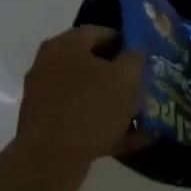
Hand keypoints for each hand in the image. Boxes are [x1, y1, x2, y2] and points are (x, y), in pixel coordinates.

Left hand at [14, 26, 144, 168]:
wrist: (49, 159)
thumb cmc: (90, 107)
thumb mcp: (125, 77)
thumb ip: (136, 58)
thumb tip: (136, 52)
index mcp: (65, 45)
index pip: (99, 32)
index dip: (126, 42)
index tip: (145, 58)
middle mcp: (49, 65)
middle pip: (92, 64)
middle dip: (120, 76)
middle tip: (144, 87)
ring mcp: (45, 97)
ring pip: (87, 95)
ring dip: (114, 104)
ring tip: (141, 116)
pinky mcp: (45, 126)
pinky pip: (81, 120)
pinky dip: (104, 127)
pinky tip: (131, 140)